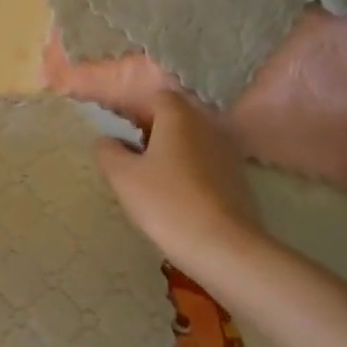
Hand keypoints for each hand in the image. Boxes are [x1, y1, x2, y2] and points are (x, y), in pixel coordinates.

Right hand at [95, 90, 263, 272]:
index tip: (121, 134)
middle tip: (131, 158)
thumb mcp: (122, 176)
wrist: (226, 250)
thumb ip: (108, 151)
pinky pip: (206, 164)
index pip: (156, 97)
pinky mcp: (238, 181)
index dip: (135, 111)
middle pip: (175, 118)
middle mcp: (206, 126)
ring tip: (152, 181)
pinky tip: (177, 198)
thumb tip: (108, 141)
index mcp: (178, 116)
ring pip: (191, 142)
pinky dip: (189, 172)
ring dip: (171, 153)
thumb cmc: (167, 202)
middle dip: (152, 132)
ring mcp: (227, 153)